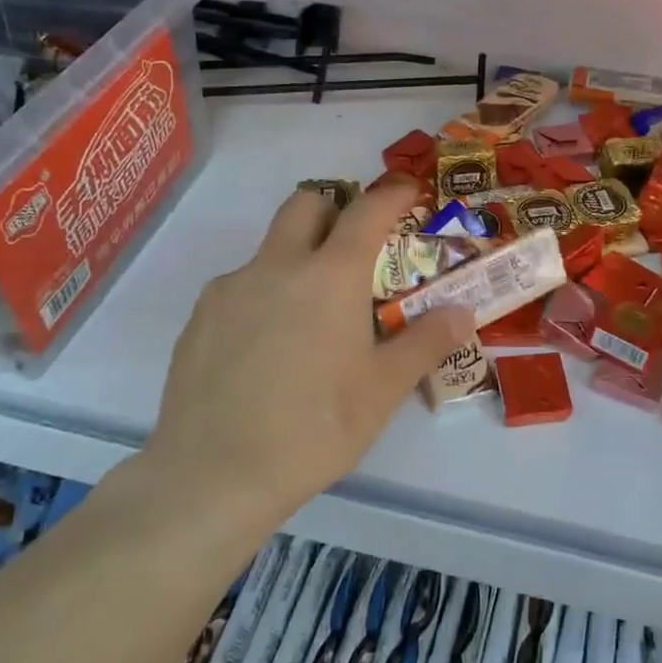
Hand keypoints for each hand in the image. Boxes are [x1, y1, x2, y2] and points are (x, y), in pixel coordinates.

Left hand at [141, 180, 474, 529]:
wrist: (212, 474)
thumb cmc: (314, 428)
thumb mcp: (383, 390)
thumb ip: (426, 342)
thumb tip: (462, 312)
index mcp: (330, 276)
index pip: (367, 211)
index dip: (392, 193)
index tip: (407, 188)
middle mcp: (277, 266)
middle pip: (306, 203)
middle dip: (334, 208)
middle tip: (354, 248)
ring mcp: (230, 289)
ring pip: (270, 249)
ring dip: (297, 258)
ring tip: (311, 319)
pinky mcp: (199, 318)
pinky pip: (239, 287)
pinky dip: (263, 296)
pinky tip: (267, 350)